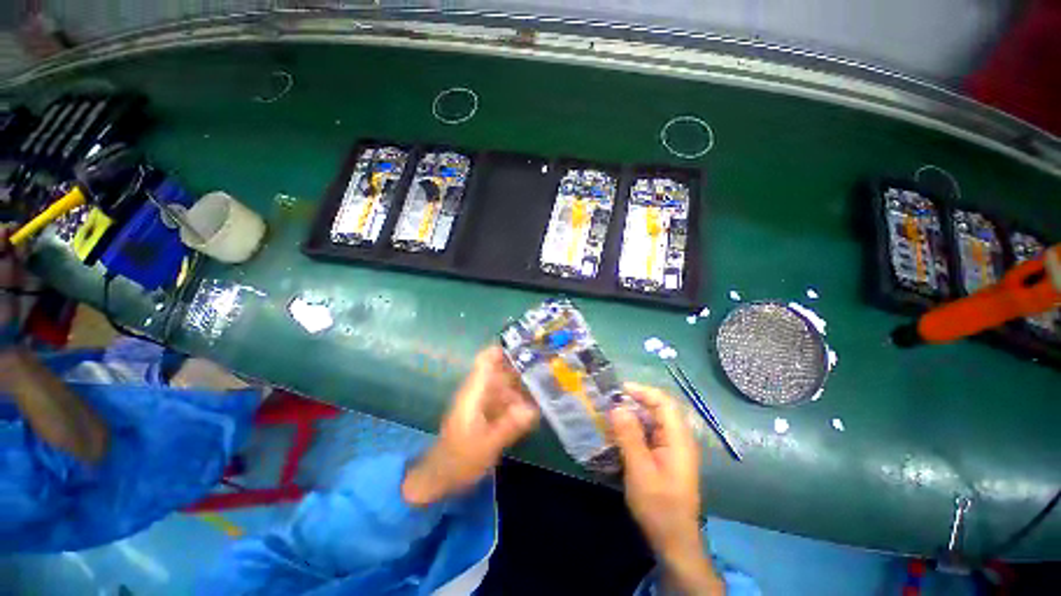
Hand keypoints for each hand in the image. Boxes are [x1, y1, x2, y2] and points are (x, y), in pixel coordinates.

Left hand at [402, 346, 537, 506]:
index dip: (504, 349)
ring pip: (504, 384)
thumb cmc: (459, 460)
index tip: (527, 346)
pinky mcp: (485, 412)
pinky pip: (503, 398)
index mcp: (473, 393)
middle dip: (521, 367)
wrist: (441, 476)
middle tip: (547, 366)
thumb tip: (532, 409)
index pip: (485, 360)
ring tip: (546, 384)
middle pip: (500, 370)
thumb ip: (508, 426)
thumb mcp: (486, 446)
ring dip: (522, 384)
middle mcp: (477, 391)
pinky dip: (517, 399)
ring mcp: (481, 401)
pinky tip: (534, 405)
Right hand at [612, 383, 722, 594]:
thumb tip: (617, 407)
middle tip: (610, 402)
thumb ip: (629, 437)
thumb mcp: (640, 471)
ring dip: (633, 414)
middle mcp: (678, 439)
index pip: (665, 403)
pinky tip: (619, 432)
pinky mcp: (665, 456)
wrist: (673, 540)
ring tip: (610, 414)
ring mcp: (672, 448)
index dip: (643, 391)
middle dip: (635, 401)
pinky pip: (650, 433)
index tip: (619, 390)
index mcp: (678, 439)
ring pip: (653, 420)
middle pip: (659, 409)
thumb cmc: (659, 506)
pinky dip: (634, 428)